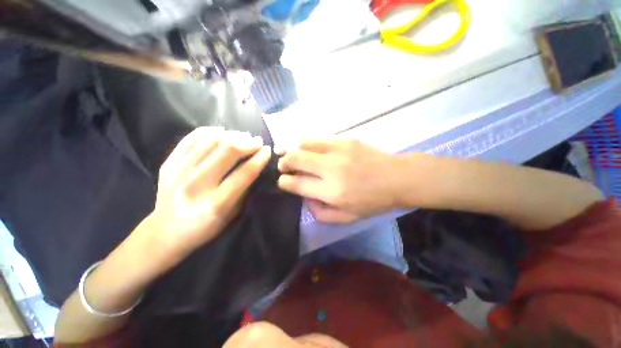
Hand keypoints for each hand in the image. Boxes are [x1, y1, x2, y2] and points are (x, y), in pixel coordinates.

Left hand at [146, 127, 271, 265]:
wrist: (165, 232)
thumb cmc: (205, 227)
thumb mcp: (231, 215)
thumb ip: (244, 190)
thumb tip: (256, 165)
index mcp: (215, 203)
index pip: (244, 173)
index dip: (259, 158)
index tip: (267, 150)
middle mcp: (196, 185)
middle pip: (227, 151)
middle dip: (247, 143)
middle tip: (257, 141)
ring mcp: (178, 172)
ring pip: (210, 141)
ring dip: (232, 135)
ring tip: (243, 136)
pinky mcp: (167, 164)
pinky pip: (190, 139)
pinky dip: (209, 131)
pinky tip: (221, 131)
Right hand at [278, 138, 400, 223]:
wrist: (398, 178)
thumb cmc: (374, 201)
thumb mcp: (348, 217)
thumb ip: (322, 213)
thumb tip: (305, 200)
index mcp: (332, 191)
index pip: (297, 183)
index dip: (284, 182)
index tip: (282, 181)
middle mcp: (331, 168)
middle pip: (296, 158)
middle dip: (283, 162)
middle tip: (282, 166)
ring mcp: (338, 150)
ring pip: (304, 143)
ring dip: (290, 147)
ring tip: (285, 151)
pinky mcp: (345, 139)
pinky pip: (318, 138)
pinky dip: (306, 142)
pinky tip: (304, 145)